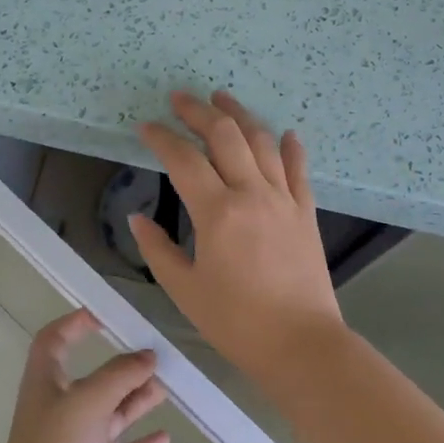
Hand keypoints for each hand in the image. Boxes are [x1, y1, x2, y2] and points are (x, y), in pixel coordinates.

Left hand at [0, 309, 172, 442]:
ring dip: (137, 400)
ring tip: (166, 387)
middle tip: (156, 356)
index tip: (105, 315)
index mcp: (46, 384)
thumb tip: (148, 355)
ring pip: (113, 414)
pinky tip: (165, 437)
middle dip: (122, 367)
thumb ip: (120, 375)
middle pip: (94, 379)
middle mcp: (62, 410)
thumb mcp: (88, 401)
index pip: (54, 342)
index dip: (74, 325)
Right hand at [131, 90, 345, 377]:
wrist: (301, 344)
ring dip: (240, 116)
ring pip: (262, 142)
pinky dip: (290, 147)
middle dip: (200, 111)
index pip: (184, 160)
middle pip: (225, 136)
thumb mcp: (184, 290)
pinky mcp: (305, 213)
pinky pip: (299, 170)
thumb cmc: (236, 322)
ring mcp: (284, 200)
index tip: (146, 127)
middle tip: (180, 98)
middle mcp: (252, 194)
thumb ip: (158, 250)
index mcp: (217, 213)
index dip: (162, 138)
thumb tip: (138, 219)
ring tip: (222, 98)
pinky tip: (285, 133)